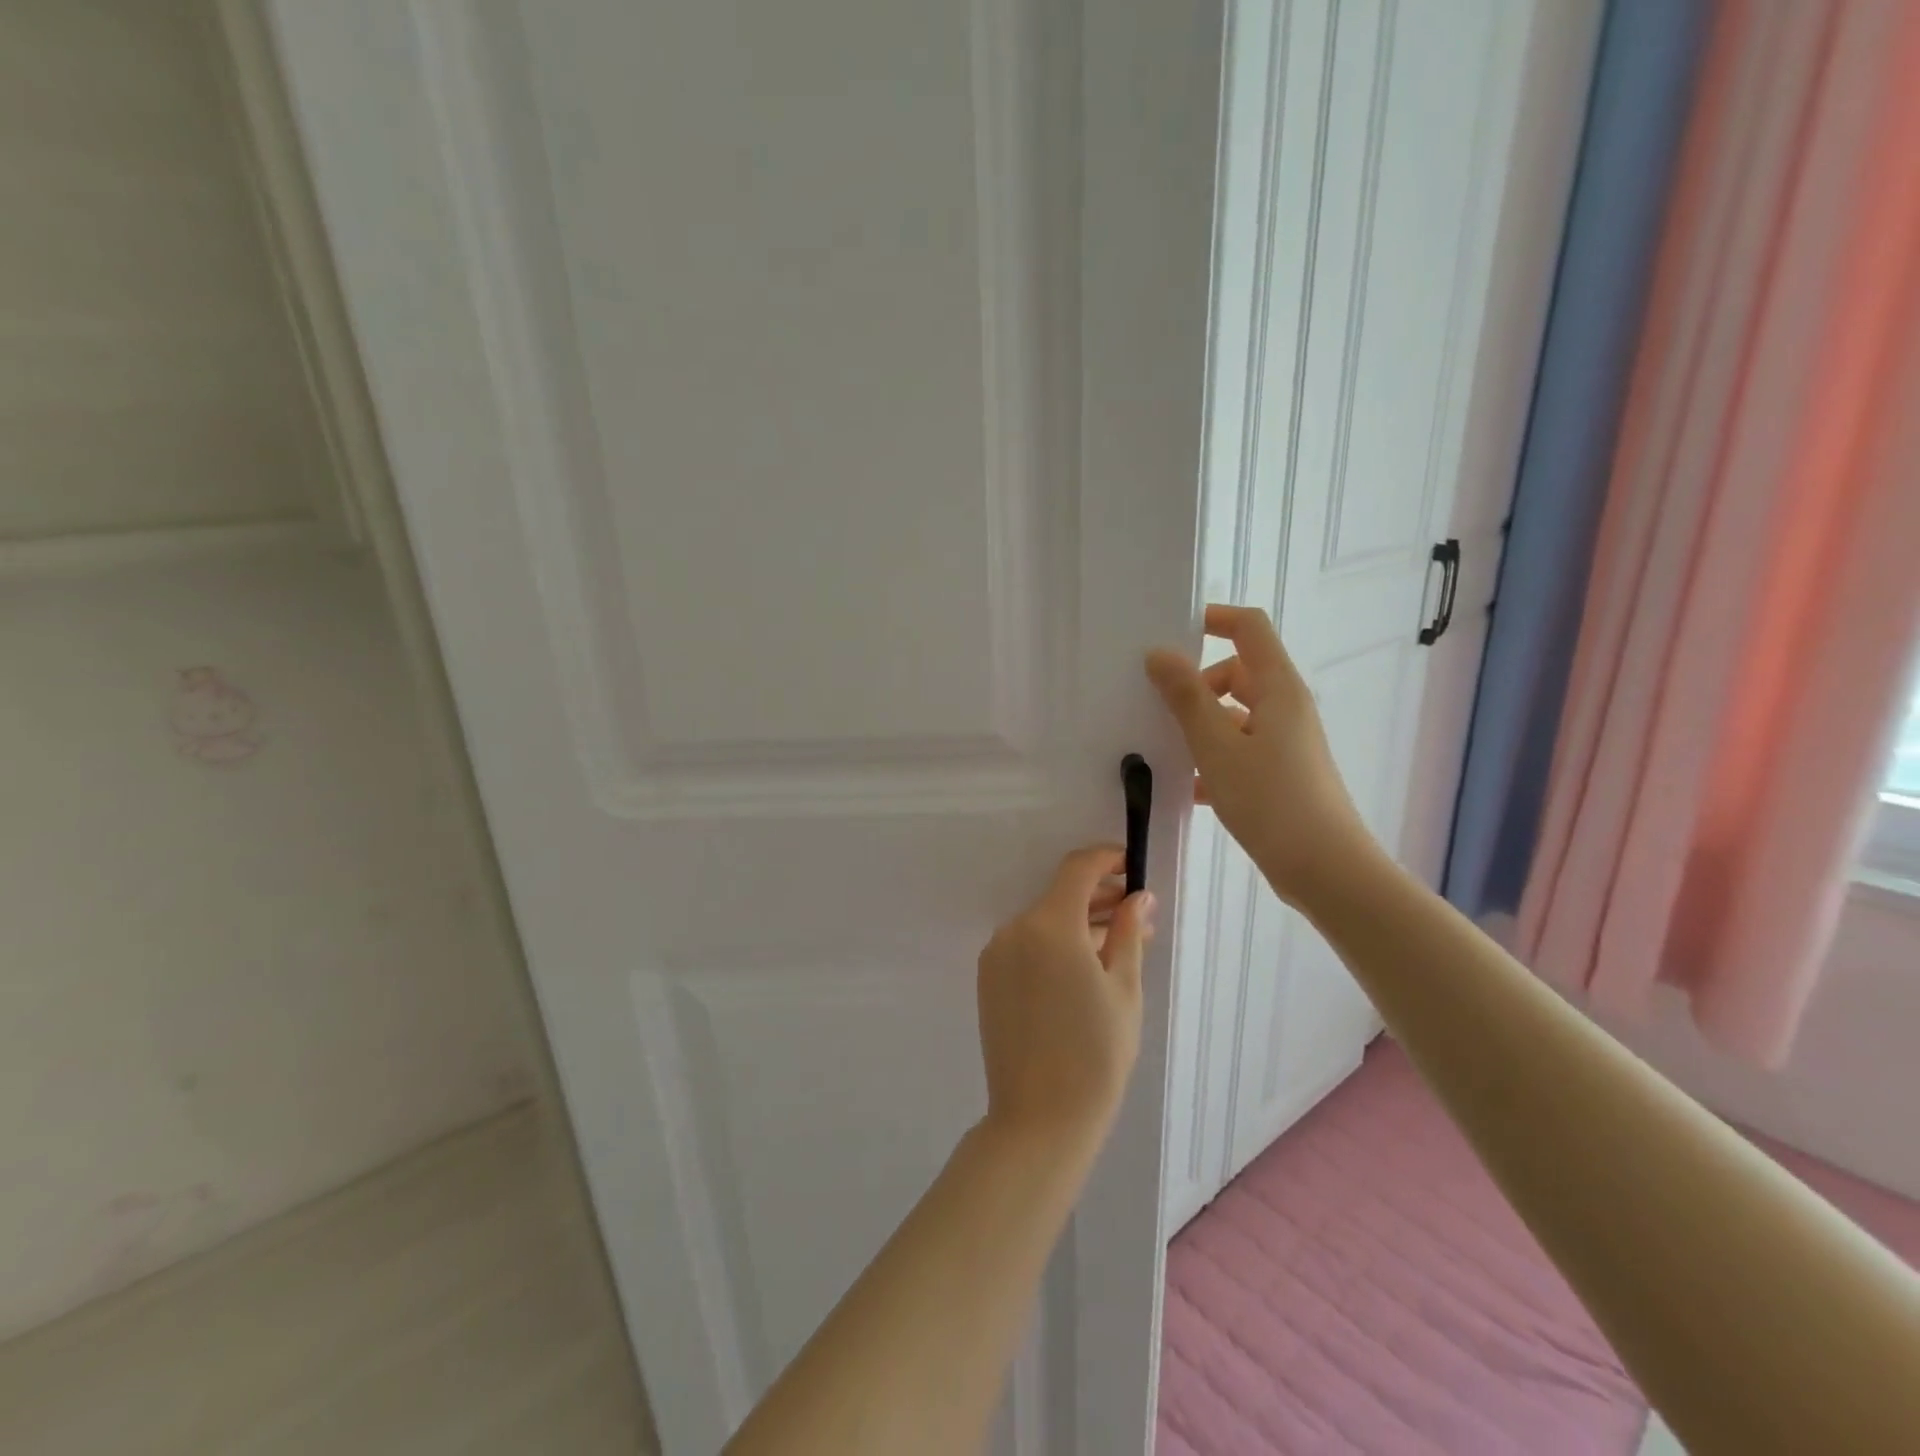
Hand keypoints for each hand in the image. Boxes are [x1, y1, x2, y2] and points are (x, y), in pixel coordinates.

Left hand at [976, 846, 1154, 1154]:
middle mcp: (1015, 928)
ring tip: (1119, 943)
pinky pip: (1027, 944)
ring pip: (1044, 921)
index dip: (1107, 859)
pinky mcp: (989, 977)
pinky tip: (1085, 966)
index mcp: (1050, 925)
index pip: (1078, 868)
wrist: (1039, 1118)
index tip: (1133, 867)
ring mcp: (996, 953)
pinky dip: (1056, 943)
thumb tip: (1138, 896)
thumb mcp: (1124, 989)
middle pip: (1060, 895)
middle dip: (1099, 896)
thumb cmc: (1096, 1053)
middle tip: (1138, 915)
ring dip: (1079, 923)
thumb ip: (1128, 932)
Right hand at [1146, 604, 1378, 907]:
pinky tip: (1187, 788)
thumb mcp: (1217, 746)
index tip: (1170, 634)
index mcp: (1277, 688)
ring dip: (1200, 727)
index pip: (1249, 628)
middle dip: (1196, 686)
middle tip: (1157, 709)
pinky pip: (1238, 750)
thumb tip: (1159, 654)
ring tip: (1164, 751)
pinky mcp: (1280, 774)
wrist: (1325, 869)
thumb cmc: (1271, 800)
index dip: (1213, 619)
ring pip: (1233, 716)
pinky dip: (1212, 760)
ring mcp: (1284, 742)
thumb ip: (1186, 697)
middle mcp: (1284, 708)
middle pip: (1236, 673)